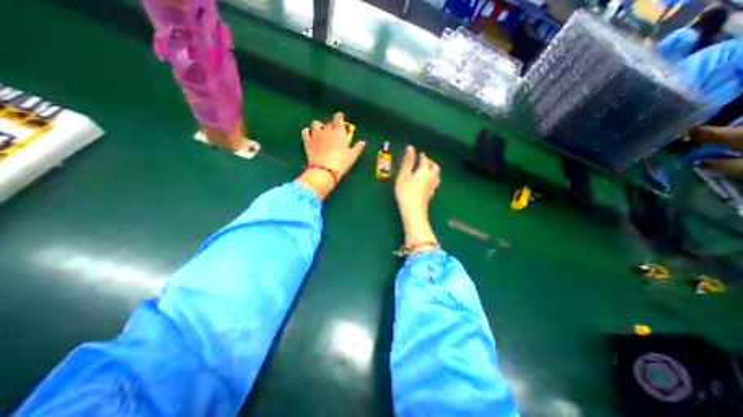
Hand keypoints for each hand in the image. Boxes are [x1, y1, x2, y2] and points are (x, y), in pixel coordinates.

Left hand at [296, 113, 363, 200]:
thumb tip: (363, 142)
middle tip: (333, 132)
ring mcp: (316, 135)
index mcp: (339, 132)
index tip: (340, 118)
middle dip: (331, 126)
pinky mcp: (307, 141)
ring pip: (315, 124)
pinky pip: (305, 131)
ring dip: (318, 126)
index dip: (339, 117)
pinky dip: (307, 131)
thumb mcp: (353, 156)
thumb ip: (358, 147)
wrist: (325, 170)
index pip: (338, 118)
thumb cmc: (342, 162)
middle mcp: (327, 130)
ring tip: (320, 131)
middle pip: (328, 123)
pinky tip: (310, 134)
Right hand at [394, 145, 439, 217]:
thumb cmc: (406, 191)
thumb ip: (408, 161)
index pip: (425, 160)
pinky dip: (431, 178)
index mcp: (425, 171)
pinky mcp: (431, 194)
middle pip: (434, 167)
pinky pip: (434, 182)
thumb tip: (410, 147)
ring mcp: (432, 186)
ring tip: (426, 170)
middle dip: (430, 162)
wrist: (413, 210)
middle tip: (424, 161)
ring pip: (436, 175)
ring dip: (432, 170)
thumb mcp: (404, 175)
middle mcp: (431, 177)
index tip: (419, 154)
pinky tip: (426, 182)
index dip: (422, 156)